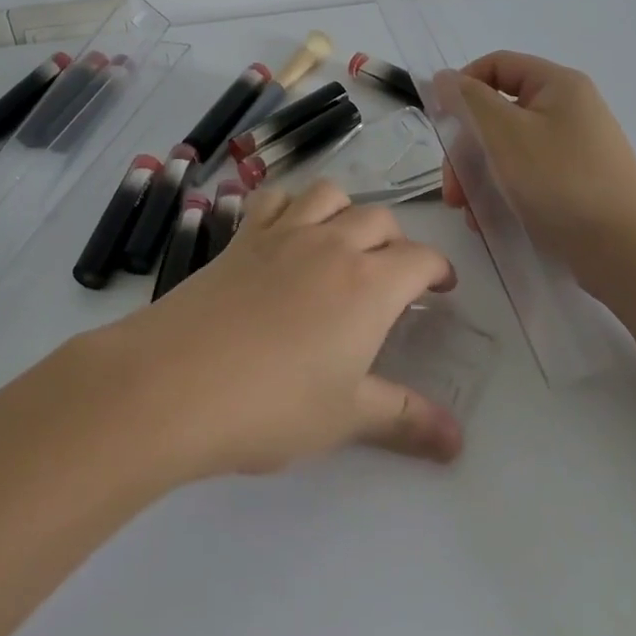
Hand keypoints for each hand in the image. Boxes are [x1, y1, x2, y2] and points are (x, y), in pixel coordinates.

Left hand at [90, 180, 461, 480]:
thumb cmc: (273, 404)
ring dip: (347, 209)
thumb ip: (405, 419)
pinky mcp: (242, 236)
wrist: (177, 381)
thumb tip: (458, 441)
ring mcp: (283, 233)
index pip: (420, 258)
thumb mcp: (346, 416)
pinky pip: (274, 197)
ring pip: (329, 194)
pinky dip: (291, 202)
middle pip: (379, 219)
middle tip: (394, 273)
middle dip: (396, 240)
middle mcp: (332, 244)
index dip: (438, 268)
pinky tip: (287, 227)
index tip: (441, 286)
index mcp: (369, 284)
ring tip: (344, 240)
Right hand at [437, 50, 635, 295]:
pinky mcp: (576, 184)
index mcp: (558, 85)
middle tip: (451, 187)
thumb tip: (445, 77)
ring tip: (467, 212)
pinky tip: (488, 222)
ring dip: (479, 176)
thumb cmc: (560, 183)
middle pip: (499, 112)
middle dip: (467, 147)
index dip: (462, 87)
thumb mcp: (504, 135)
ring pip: (508, 149)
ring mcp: (575, 149)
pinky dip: (503, 193)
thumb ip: (469, 101)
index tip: (440, 123)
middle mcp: (569, 109)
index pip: (497, 65)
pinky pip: (527, 176)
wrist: (628, 253)